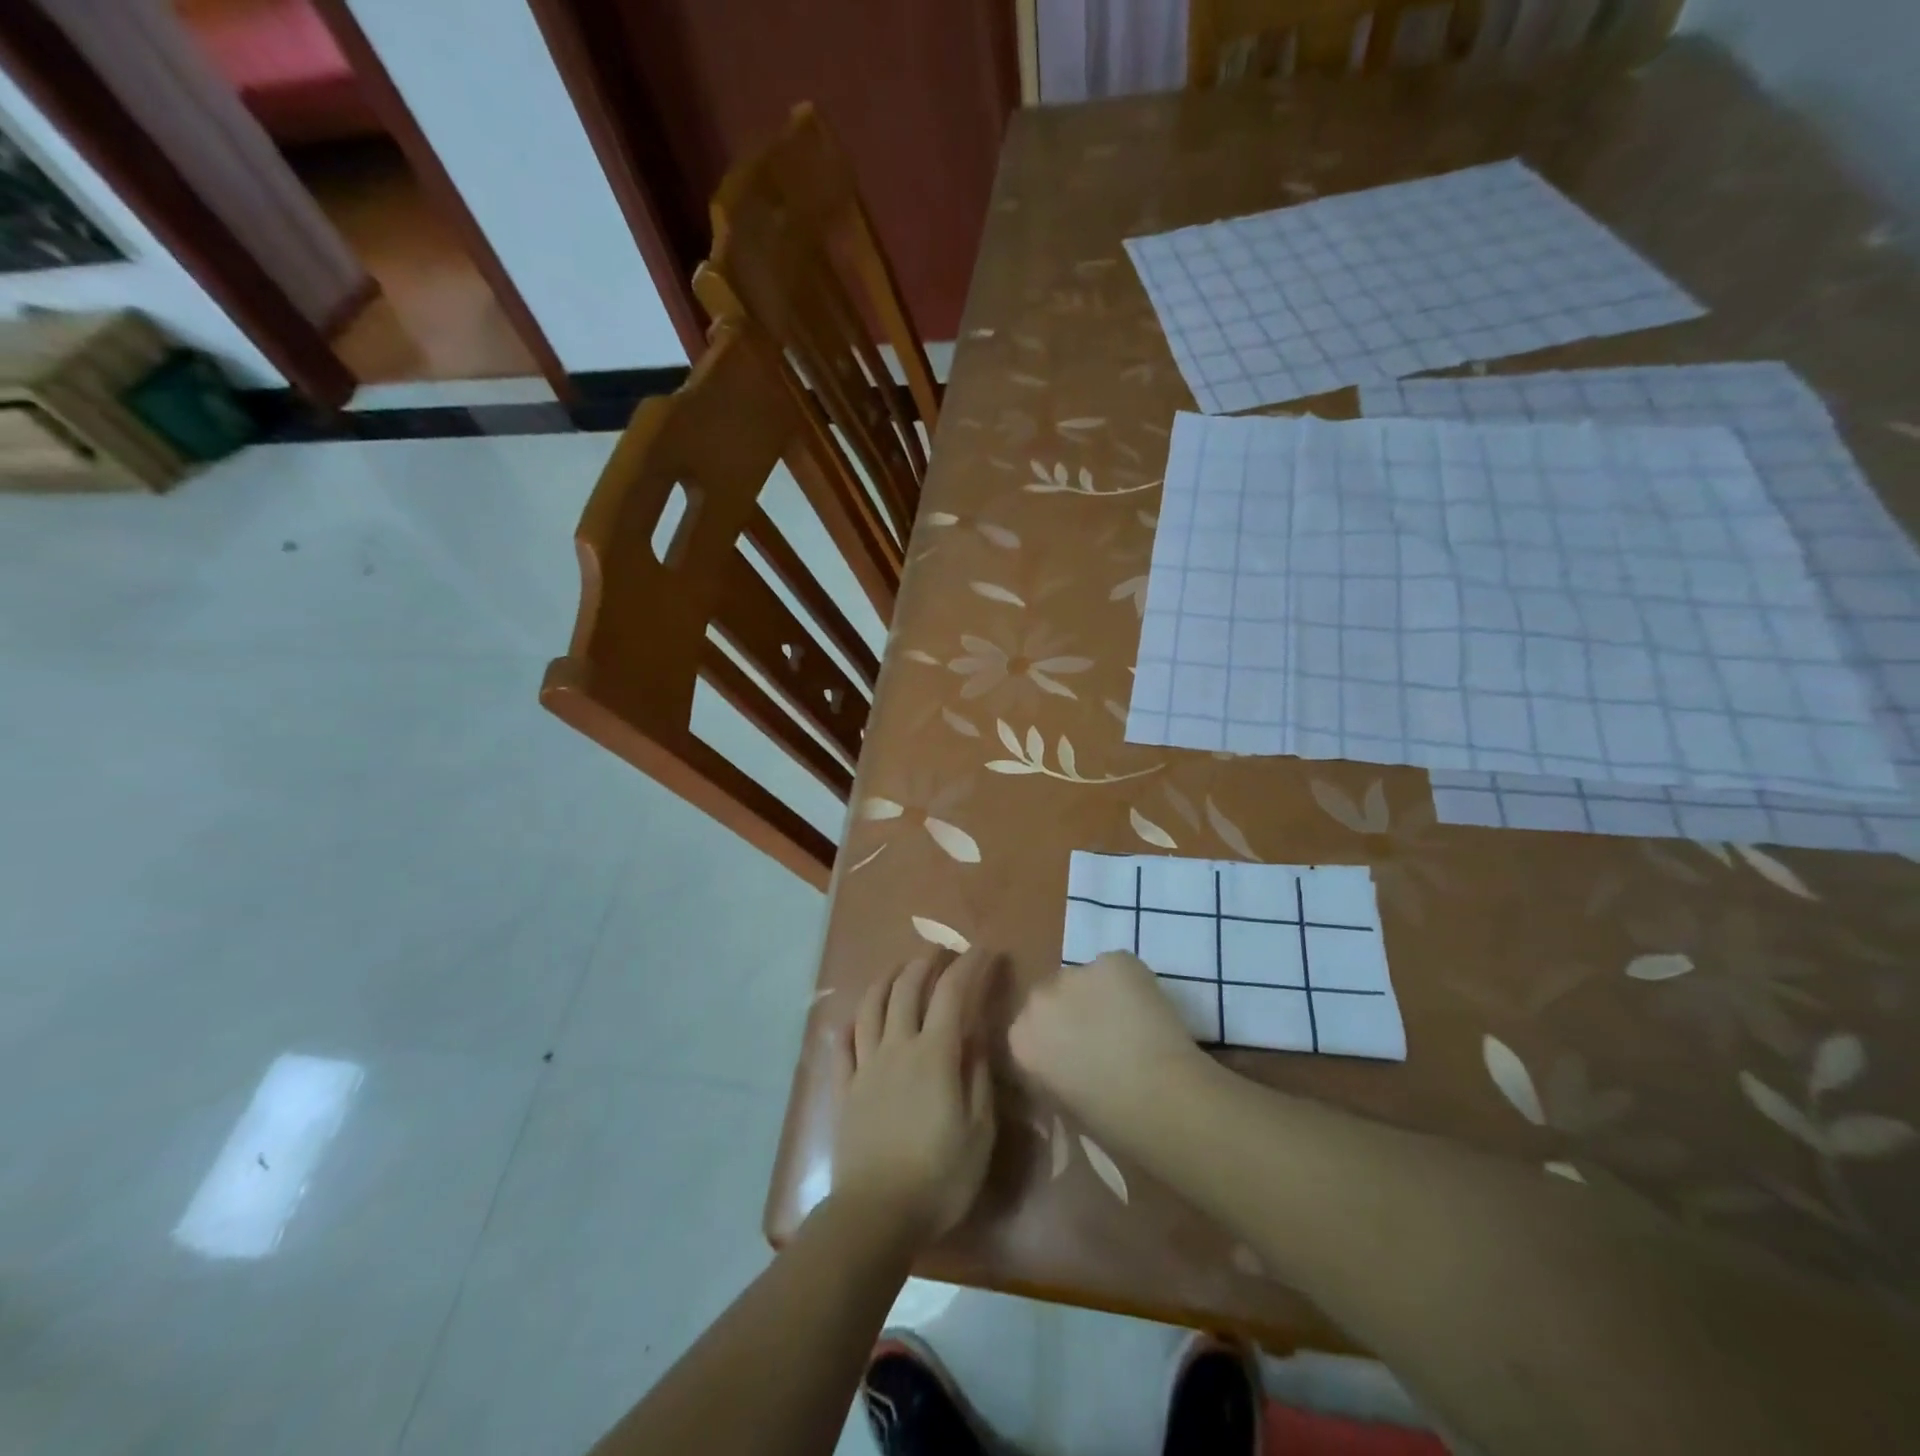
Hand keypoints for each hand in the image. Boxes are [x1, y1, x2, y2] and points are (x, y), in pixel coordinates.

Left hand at [830, 949, 998, 1244]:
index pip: (953, 994)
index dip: (970, 966)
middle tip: (941, 951)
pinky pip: (842, 1045)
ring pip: (871, 1007)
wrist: (876, 1215)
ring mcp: (866, 1066)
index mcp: (934, 1055)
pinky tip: (853, 1018)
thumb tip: (975, 1038)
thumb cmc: (939, 1177)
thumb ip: (977, 1078)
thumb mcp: (979, 1132)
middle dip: (926, 962)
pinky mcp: (844, 1089)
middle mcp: (897, 1048)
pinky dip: (849, 1024)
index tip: (986, 951)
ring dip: (887, 979)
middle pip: (907, 989)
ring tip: (899, 969)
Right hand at [1010, 951, 1206, 1126]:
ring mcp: (1076, 974)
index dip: (1056, 1040)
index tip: (1076, 1056)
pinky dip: (1130, 984)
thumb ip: (1053, 1075)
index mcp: (1021, 1039)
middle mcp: (1039, 999)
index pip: (1031, 1029)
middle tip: (1103, 1036)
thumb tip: (1066, 1067)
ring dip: (1099, 996)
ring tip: (1131, 1022)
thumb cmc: (1112, 1120)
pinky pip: (1116, 968)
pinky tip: (1148, 1010)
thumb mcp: (1065, 1106)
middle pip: (1052, 995)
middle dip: (1072, 1011)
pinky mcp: (1113, 960)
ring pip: (1085, 979)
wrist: (1161, 1098)